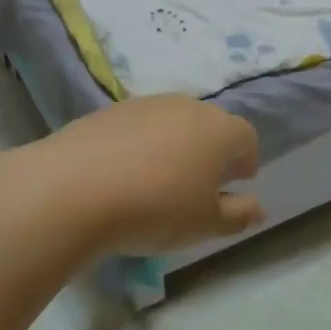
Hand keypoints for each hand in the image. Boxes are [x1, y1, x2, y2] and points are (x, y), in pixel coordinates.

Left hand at [37, 95, 263, 256]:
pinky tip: (122, 175)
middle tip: (196, 186)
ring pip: (173, 123)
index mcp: (220, 130)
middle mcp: (188, 106)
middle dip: (210, 152)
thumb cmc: (155, 209)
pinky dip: (139, 145)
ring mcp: (146, 104)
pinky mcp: (109, 110)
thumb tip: (258, 206)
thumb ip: (238, 215)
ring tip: (157, 181)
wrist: (72, 190)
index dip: (245, 161)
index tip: (234, 185)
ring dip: (174, 146)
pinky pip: (138, 127)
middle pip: (210, 125)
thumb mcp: (204, 224)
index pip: (247, 138)